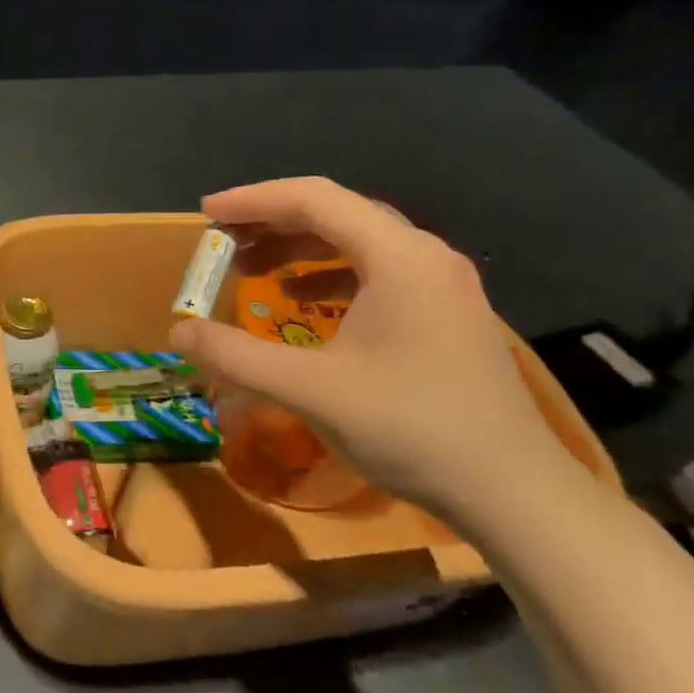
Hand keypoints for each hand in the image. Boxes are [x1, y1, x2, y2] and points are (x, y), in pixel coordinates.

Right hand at [168, 177, 575, 516]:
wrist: (514, 494)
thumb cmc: (411, 428)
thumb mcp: (309, 390)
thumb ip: (236, 355)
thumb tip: (178, 330)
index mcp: (398, 256)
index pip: (314, 198)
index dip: (253, 200)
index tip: (206, 215)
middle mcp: (424, 255)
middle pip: (336, 213)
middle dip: (272, 223)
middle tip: (222, 242)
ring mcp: (441, 284)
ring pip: (356, 241)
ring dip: (299, 248)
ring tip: (252, 269)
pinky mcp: (446, 313)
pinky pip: (376, 271)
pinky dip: (328, 275)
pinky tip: (302, 302)